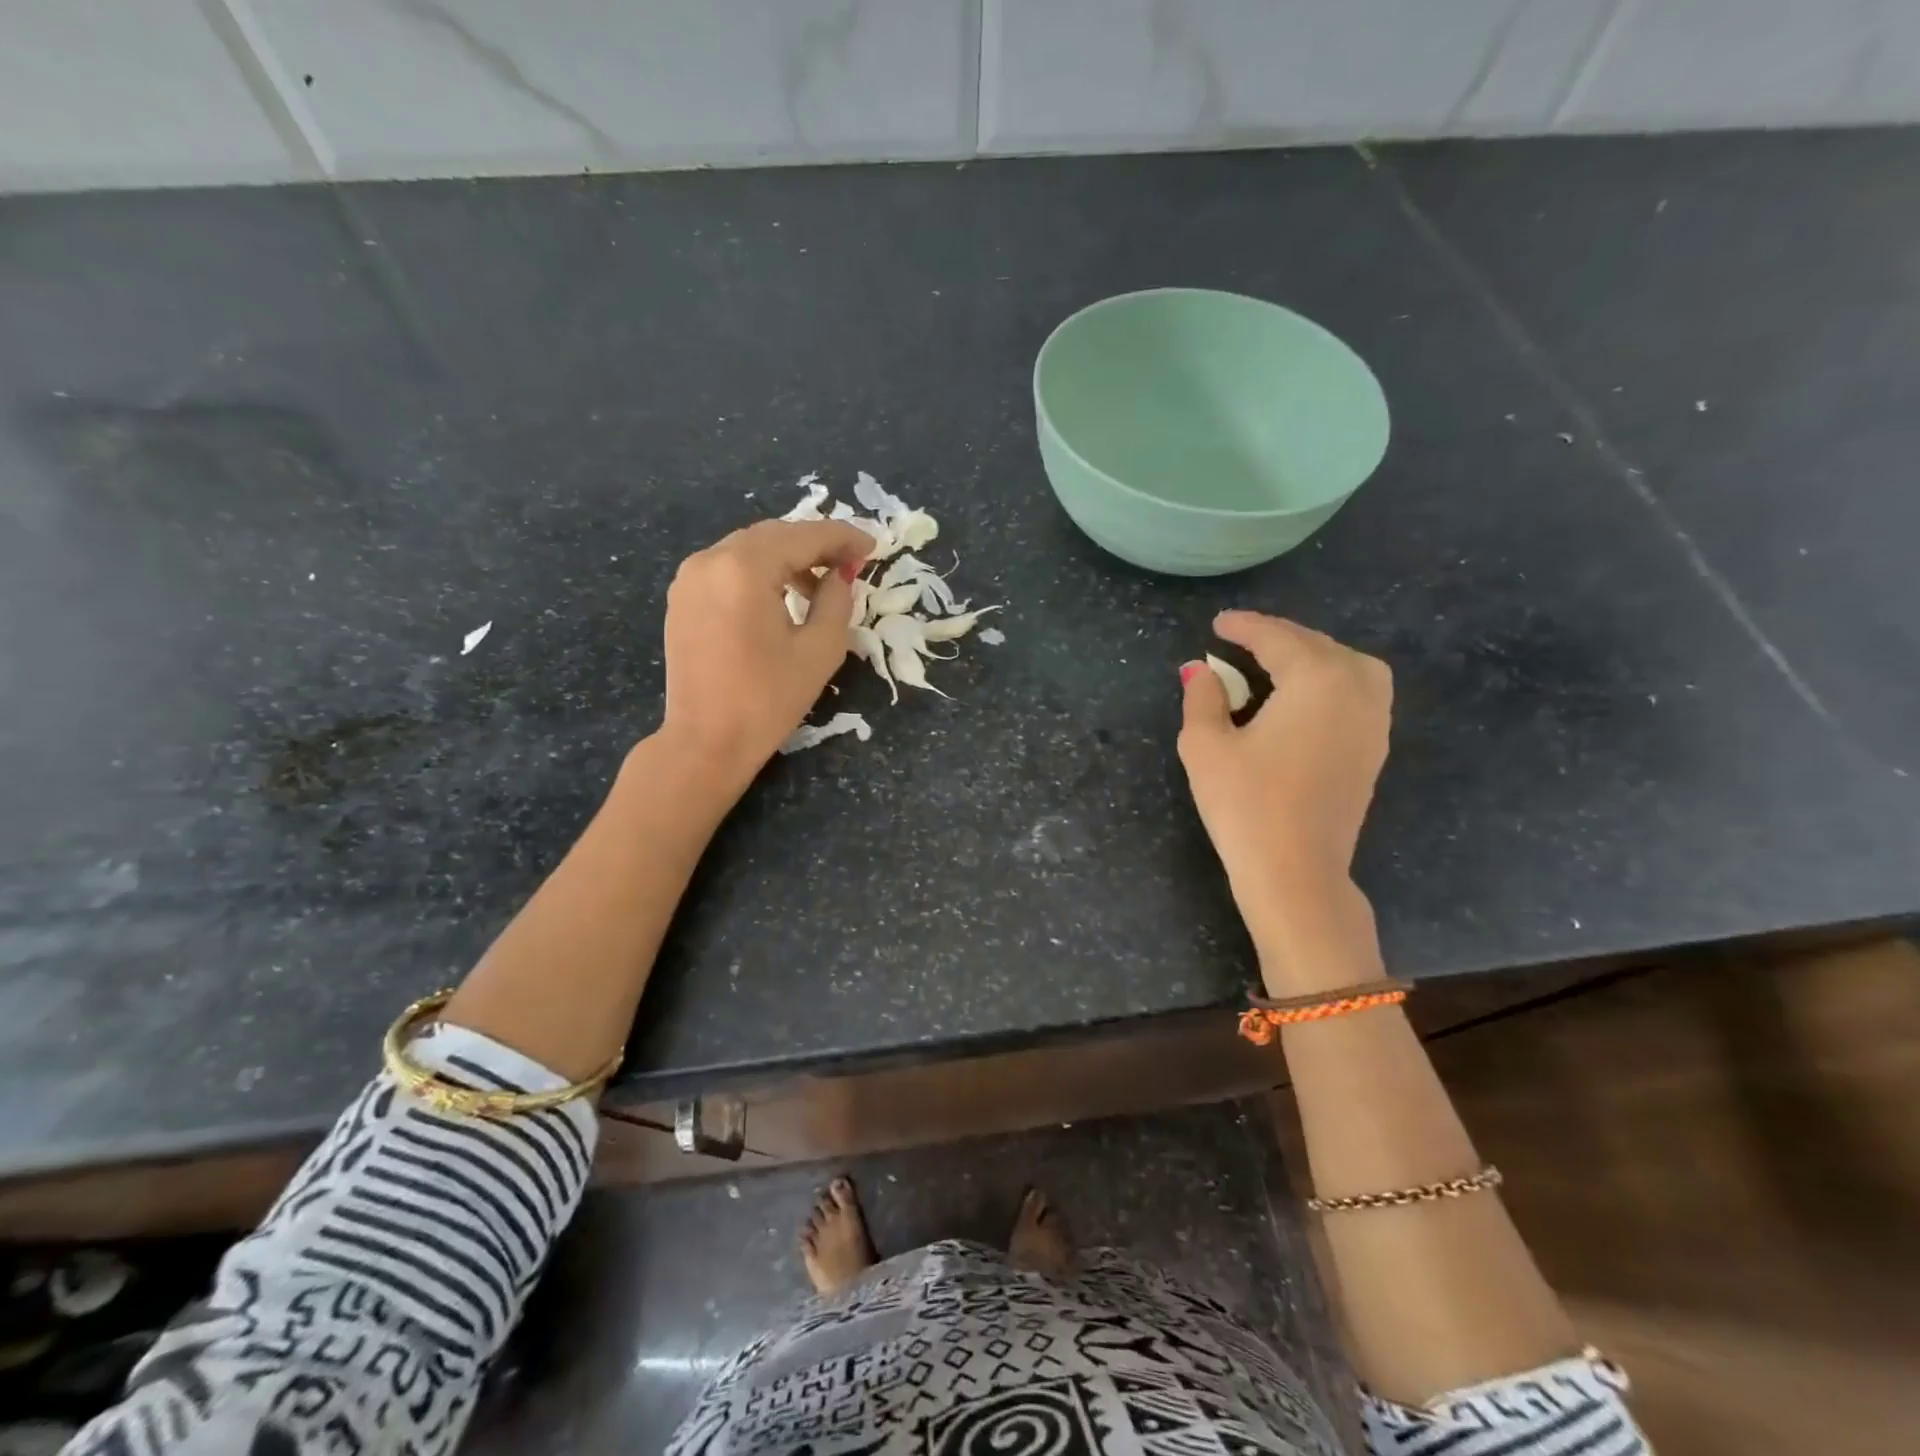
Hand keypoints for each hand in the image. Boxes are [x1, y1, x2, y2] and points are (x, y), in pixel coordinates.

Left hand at [657, 519, 870, 788]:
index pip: (803, 536)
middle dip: (815, 545)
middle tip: (850, 563)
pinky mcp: (682, 598)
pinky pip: (728, 568)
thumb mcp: (820, 650)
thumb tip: (840, 574)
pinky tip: (781, 597)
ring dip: (787, 559)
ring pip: (749, 549)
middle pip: (774, 535)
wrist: (706, 742)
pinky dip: (760, 572)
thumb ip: (836, 600)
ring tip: (819, 586)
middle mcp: (710, 559)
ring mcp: (690, 577)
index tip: (872, 546)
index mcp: (744, 568)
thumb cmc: (768, 700)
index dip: (843, 537)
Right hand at [1177, 612, 1392, 985]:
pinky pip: (1359, 693)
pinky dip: (1331, 680)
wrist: (1296, 872)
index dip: (1243, 627)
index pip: (1277, 638)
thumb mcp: (1206, 745)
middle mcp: (1356, 689)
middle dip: (1278, 637)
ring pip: (1349, 665)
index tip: (1218, 624)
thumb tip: (1198, 670)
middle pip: (1317, 645)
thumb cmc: (1245, 805)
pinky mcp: (1374, 750)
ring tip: (1276, 663)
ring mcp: (1374, 721)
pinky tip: (1304, 698)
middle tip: (1240, 640)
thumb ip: (1202, 698)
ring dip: (1312, 655)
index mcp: (1317, 679)